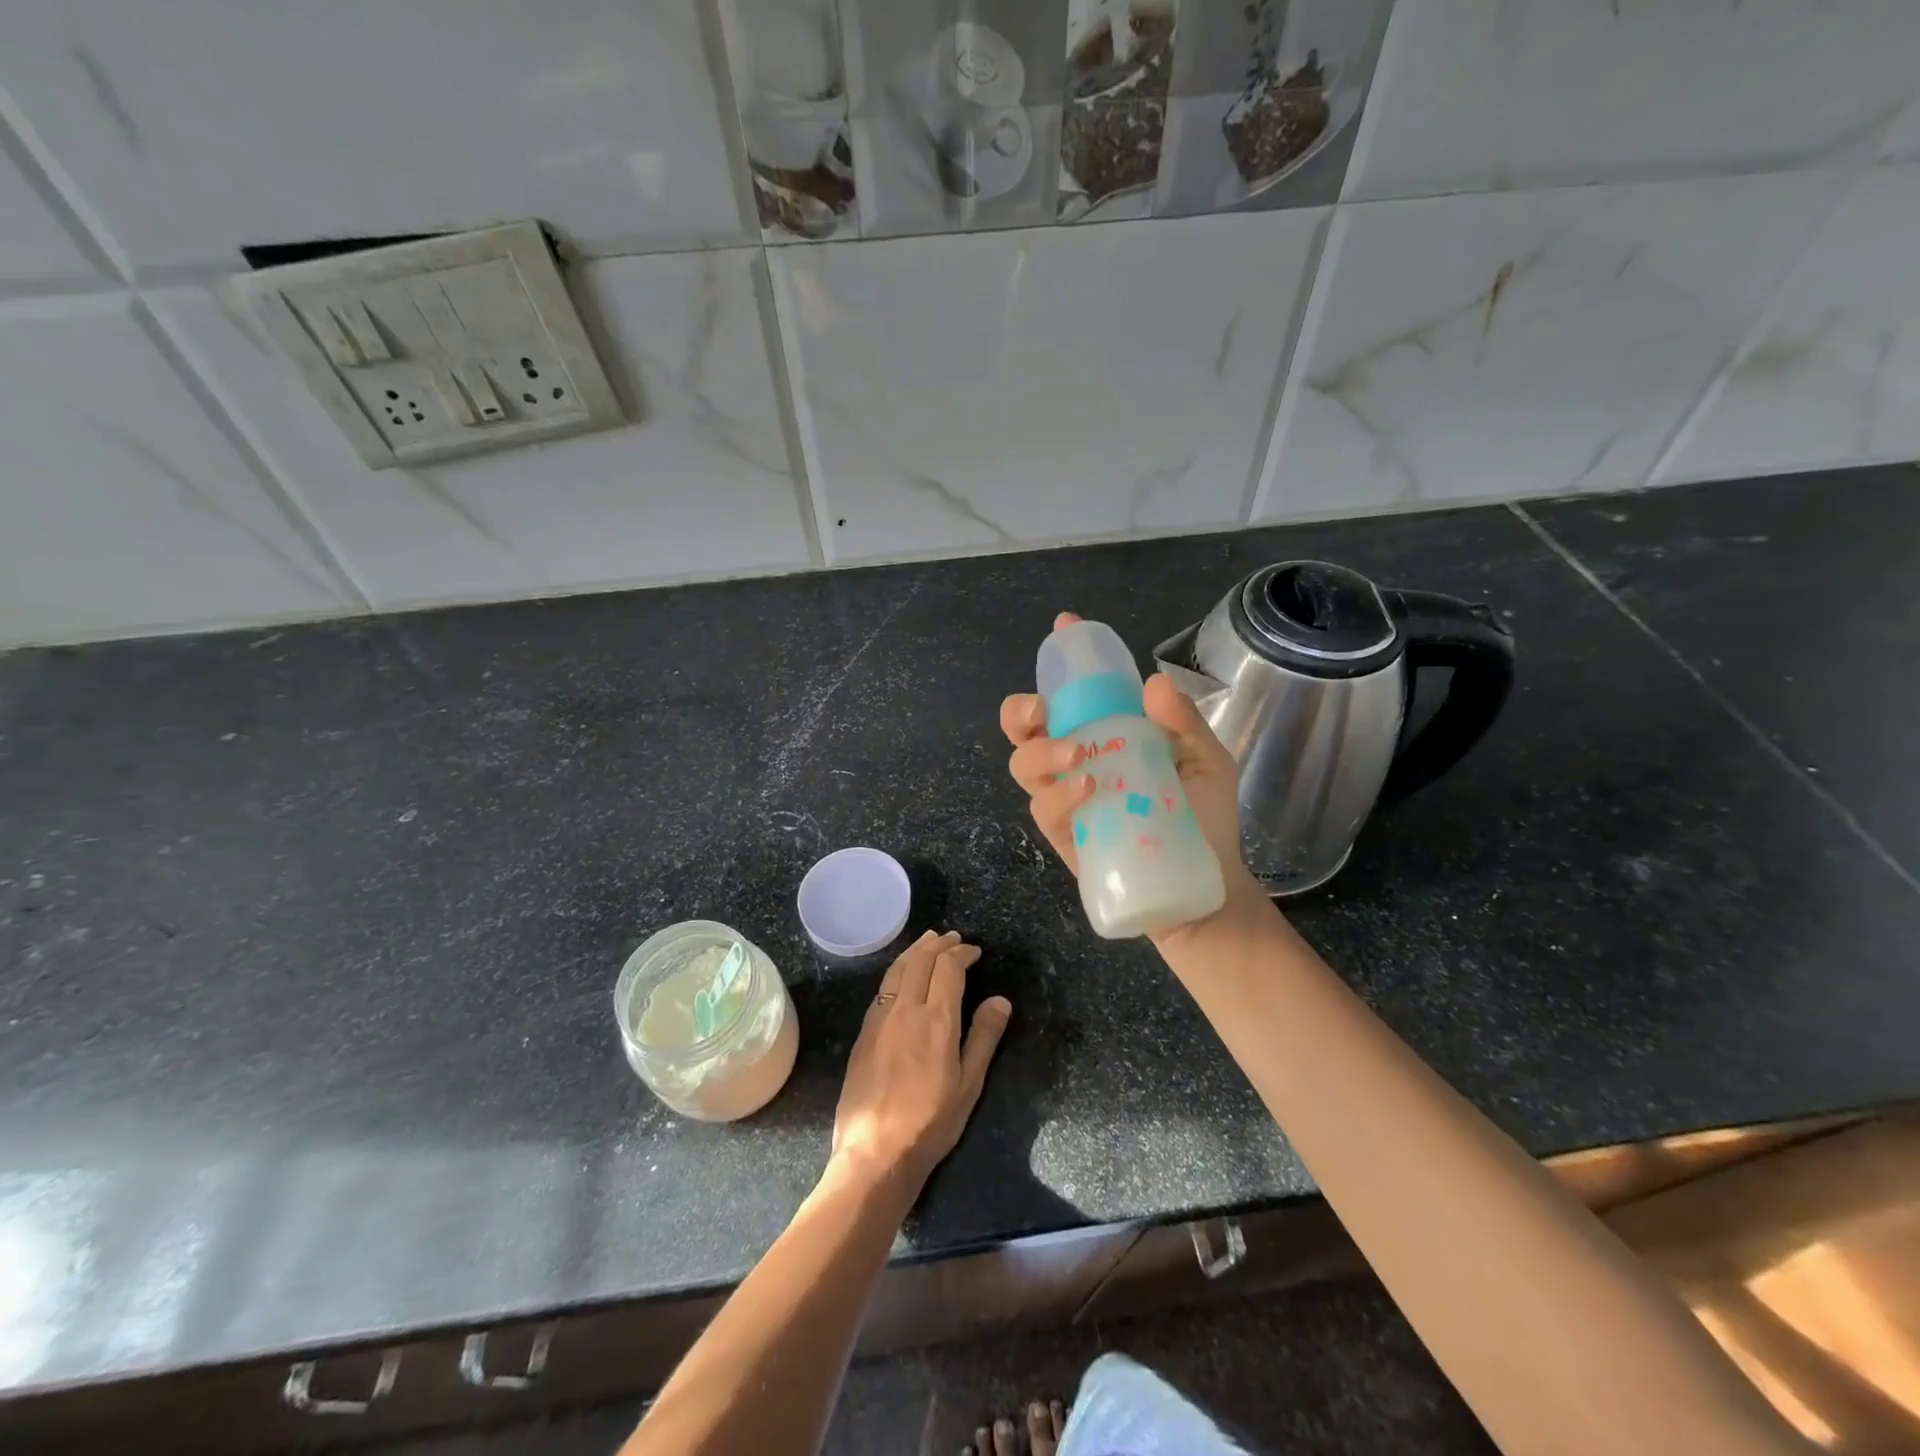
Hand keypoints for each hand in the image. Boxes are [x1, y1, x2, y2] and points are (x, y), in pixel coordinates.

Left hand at [831, 931, 1011, 1189]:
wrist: (874, 1152)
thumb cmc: (930, 1122)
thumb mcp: (969, 1084)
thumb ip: (984, 1037)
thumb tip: (1000, 1000)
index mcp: (936, 1019)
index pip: (948, 968)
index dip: (962, 953)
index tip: (974, 951)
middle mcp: (905, 1009)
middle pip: (921, 960)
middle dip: (939, 944)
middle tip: (953, 937)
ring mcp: (880, 1018)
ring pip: (898, 969)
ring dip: (916, 950)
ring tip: (928, 941)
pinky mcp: (864, 1032)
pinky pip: (884, 987)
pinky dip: (898, 969)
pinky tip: (903, 975)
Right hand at [1000, 611, 1245, 884]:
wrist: (1203, 886)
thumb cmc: (1205, 818)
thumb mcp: (1208, 762)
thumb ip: (1185, 724)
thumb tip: (1155, 683)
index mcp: (1108, 731)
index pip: (1075, 691)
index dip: (1062, 659)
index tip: (1065, 626)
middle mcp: (1078, 758)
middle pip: (1023, 727)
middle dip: (1020, 710)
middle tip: (1041, 709)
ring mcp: (1066, 797)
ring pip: (1022, 764)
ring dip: (1040, 752)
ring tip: (1078, 755)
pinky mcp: (1063, 834)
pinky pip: (1042, 808)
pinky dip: (1058, 794)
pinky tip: (1087, 788)